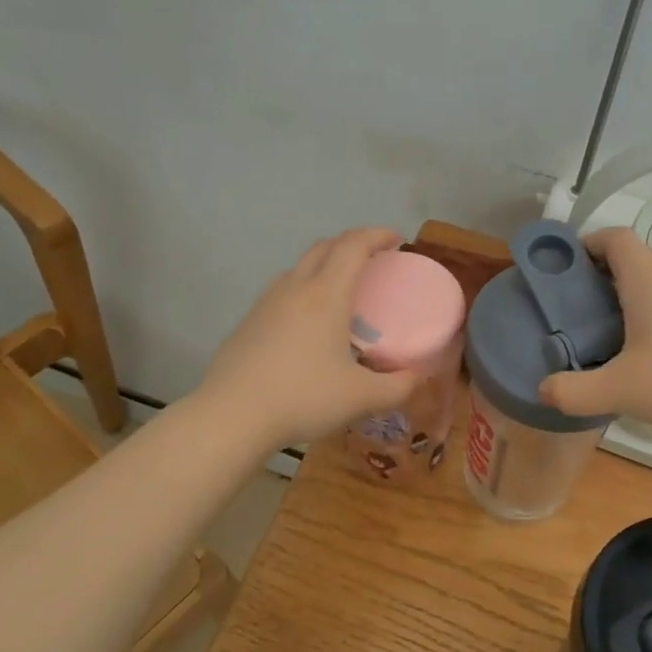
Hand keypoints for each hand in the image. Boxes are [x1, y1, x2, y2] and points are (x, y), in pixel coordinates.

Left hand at [199, 228, 423, 450]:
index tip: (397, 240)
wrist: (232, 415)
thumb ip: (399, 387)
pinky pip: (283, 291)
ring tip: (343, 289)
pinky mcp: (248, 321)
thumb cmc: (303, 399)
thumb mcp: (362, 398)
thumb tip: (420, 377)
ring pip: (300, 267)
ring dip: (325, 265)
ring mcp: (266, 303)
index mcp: (326, 295)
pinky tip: (309, 324)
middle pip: (325, 247)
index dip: (377, 235)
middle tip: (374, 260)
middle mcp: (295, 288)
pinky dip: (304, 289)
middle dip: (352, 243)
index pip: (353, 246)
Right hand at [537, 228, 651, 441]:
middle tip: (573, 309)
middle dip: (598, 276)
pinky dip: (648, 317)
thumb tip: (542, 389)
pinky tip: (642, 355)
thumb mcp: (622, 390)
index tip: (562, 270)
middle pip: (632, 259)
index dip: (586, 243)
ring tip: (601, 333)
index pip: (615, 237)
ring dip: (624, 298)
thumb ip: (575, 391)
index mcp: (649, 280)